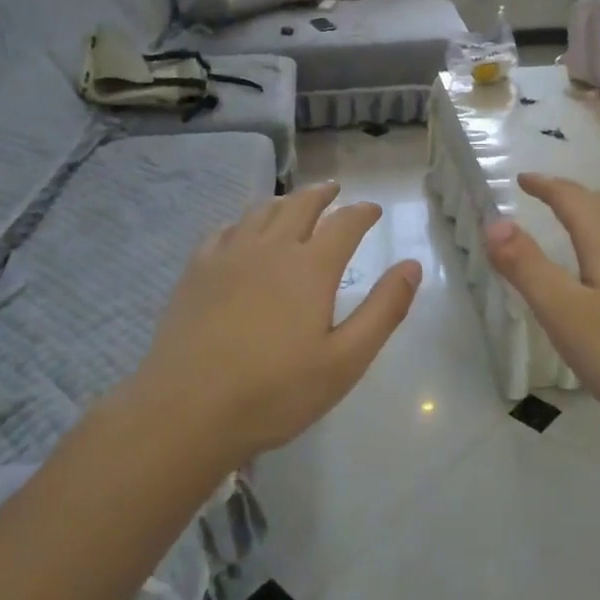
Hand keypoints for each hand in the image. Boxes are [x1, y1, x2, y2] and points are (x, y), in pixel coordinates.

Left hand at [133, 181, 422, 461]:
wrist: (187, 409)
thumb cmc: (275, 392)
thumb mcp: (346, 360)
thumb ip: (383, 310)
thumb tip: (411, 265)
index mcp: (311, 268)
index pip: (344, 224)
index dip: (362, 213)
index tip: (373, 209)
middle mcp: (271, 248)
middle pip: (300, 206)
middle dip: (322, 195)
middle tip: (334, 190)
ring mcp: (228, 256)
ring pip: (261, 212)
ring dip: (284, 201)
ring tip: (293, 203)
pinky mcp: (196, 271)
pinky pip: (224, 230)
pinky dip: (243, 222)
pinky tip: (241, 231)